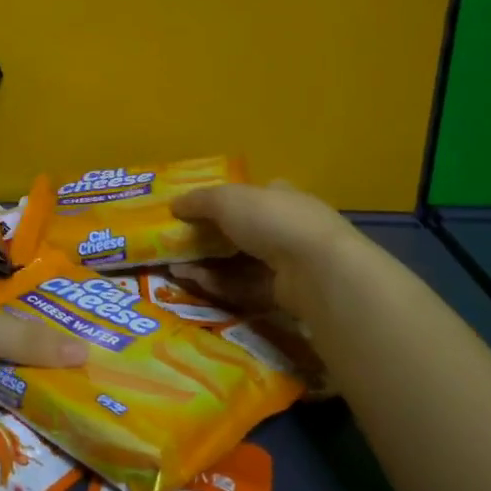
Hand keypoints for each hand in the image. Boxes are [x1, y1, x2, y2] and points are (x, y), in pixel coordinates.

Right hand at [168, 181, 367, 319]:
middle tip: (176, 246)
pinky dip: (220, 284)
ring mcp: (290, 263)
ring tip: (174, 269)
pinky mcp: (287, 294)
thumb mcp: (226, 199)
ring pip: (240, 262)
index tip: (192, 214)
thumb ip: (198, 201)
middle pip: (241, 232)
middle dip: (207, 239)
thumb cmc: (272, 220)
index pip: (250, 196)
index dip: (221, 203)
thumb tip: (174, 205)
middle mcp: (288, 226)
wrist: (316, 270)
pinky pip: (246, 287)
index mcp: (280, 196)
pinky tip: (194, 283)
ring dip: (207, 264)